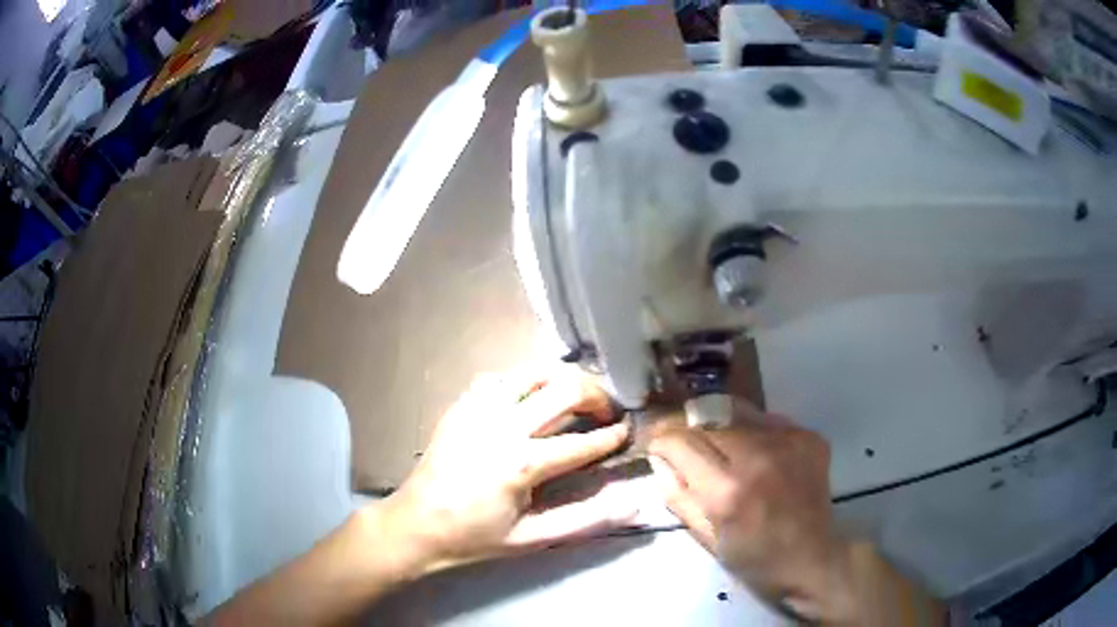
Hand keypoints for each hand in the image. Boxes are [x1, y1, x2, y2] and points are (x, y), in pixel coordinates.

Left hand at [374, 366, 635, 576]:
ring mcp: (478, 409)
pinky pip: (501, 378)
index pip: (583, 441)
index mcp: (522, 463)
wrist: (416, 525)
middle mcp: (502, 425)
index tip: (628, 433)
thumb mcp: (532, 538)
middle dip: (597, 396)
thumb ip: (585, 520)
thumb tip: (631, 504)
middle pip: (565, 389)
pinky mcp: (462, 405)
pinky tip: (532, 397)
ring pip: (534, 371)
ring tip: (576, 398)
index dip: (613, 436)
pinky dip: (526, 381)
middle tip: (607, 412)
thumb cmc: (475, 537)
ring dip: (563, 380)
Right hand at [647, 400, 853, 620]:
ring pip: (736, 412)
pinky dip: (750, 430)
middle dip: (687, 429)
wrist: (813, 557)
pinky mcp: (808, 435)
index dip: (661, 439)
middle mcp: (758, 457)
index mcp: (728, 491)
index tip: (656, 446)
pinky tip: (752, 451)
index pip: (680, 441)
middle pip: (706, 419)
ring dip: (718, 425)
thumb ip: (677, 494)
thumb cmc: (754, 559)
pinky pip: (765, 419)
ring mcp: (788, 441)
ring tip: (718, 446)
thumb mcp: (704, 538)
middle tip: (682, 444)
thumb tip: (659, 458)